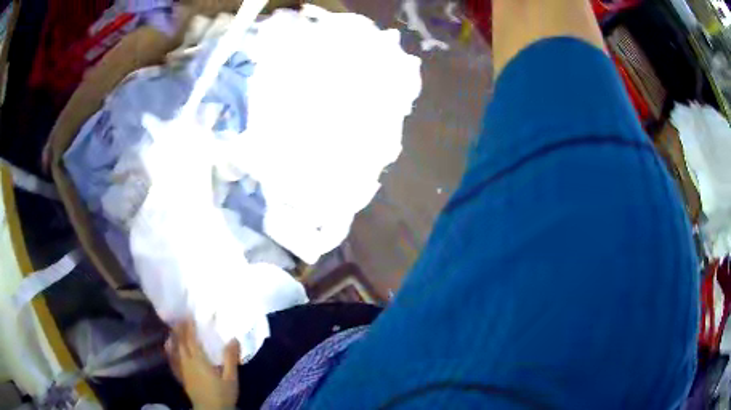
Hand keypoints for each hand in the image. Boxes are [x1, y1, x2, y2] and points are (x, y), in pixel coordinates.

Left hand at [165, 319, 240, 409]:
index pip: (191, 339)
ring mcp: (182, 370)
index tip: (189, 314)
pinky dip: (170, 351)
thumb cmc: (222, 394)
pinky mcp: (181, 377)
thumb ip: (230, 359)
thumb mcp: (231, 378)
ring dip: (174, 337)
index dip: (189, 326)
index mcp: (199, 360)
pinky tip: (169, 347)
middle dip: (180, 328)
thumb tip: (233, 339)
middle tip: (181, 317)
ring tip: (174, 328)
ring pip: (175, 349)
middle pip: (181, 342)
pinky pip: (172, 360)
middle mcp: (187, 362)